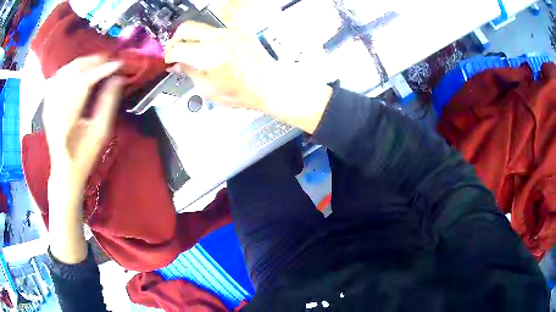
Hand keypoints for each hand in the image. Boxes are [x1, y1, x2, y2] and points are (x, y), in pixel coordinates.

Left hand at [43, 55, 122, 188]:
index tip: (118, 63)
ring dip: (81, 62)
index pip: (84, 84)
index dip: (101, 70)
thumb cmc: (84, 156)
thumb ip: (108, 104)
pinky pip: (57, 77)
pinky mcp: (47, 104)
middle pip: (72, 73)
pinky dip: (69, 68)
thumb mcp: (100, 134)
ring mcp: (48, 105)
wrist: (64, 170)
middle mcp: (54, 109)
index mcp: (66, 121)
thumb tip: (118, 78)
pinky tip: (78, 68)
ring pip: (64, 71)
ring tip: (96, 61)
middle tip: (108, 59)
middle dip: (92, 62)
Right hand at [165, 21, 275, 110]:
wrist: (270, 84)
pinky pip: (216, 30)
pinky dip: (207, 38)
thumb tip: (176, 64)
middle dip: (175, 39)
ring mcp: (230, 31)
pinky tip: (210, 50)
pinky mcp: (239, 30)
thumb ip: (189, 72)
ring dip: (192, 37)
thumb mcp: (208, 90)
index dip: (168, 55)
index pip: (177, 48)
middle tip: (175, 51)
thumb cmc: (240, 93)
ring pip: (201, 27)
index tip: (168, 60)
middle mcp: (219, 38)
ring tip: (192, 52)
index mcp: (209, 56)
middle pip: (186, 27)